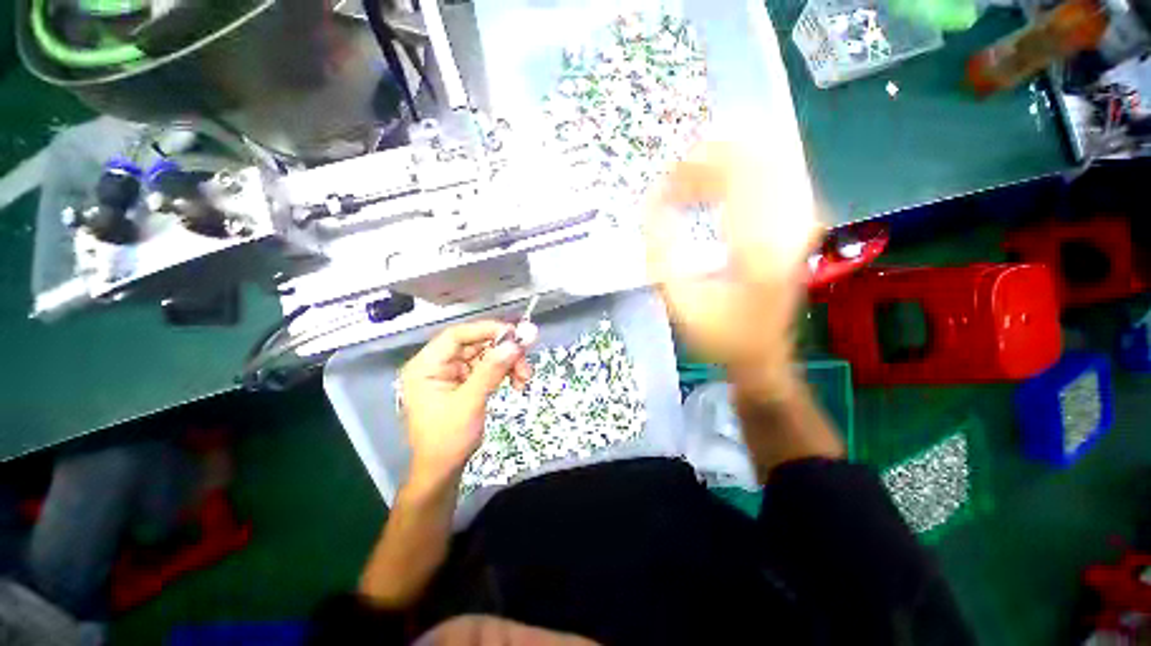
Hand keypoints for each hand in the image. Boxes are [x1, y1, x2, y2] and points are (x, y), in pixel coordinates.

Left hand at [400, 321, 535, 488]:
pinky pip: (488, 368)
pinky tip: (518, 383)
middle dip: (503, 351)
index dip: (486, 330)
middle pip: (475, 344)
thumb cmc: (448, 439)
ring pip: (486, 355)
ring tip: (525, 378)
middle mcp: (438, 364)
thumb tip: (515, 343)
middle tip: (526, 358)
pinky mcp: (465, 382)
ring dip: (508, 363)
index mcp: (426, 365)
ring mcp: (452, 373)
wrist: (443, 471)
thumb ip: (492, 370)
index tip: (514, 334)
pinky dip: (504, 373)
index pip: (457, 335)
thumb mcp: (470, 402)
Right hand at [645, 142, 822, 398]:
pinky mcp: (797, 230)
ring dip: (725, 166)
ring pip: (767, 166)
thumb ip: (662, 251)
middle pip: (754, 160)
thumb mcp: (680, 300)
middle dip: (710, 160)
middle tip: (675, 175)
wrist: (762, 356)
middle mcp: (786, 225)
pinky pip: (774, 184)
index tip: (664, 179)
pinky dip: (742, 179)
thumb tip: (650, 203)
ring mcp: (798, 225)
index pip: (734, 174)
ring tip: (691, 179)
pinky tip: (718, 190)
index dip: (696, 167)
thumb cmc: (718, 334)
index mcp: (757, 244)